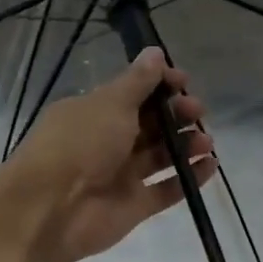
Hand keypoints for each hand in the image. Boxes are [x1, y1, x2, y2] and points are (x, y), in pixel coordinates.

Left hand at [0, 49, 214, 261]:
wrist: (52, 209)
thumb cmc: (80, 144)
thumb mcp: (110, 103)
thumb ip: (138, 81)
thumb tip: (156, 53)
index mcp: (93, 113)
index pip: (132, 94)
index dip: (159, 86)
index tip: (183, 82)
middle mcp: (106, 143)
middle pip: (149, 125)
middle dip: (176, 115)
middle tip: (197, 112)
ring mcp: (120, 177)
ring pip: (159, 157)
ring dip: (185, 146)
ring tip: (206, 141)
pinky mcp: (133, 207)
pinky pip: (166, 190)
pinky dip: (188, 179)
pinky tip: (210, 166)